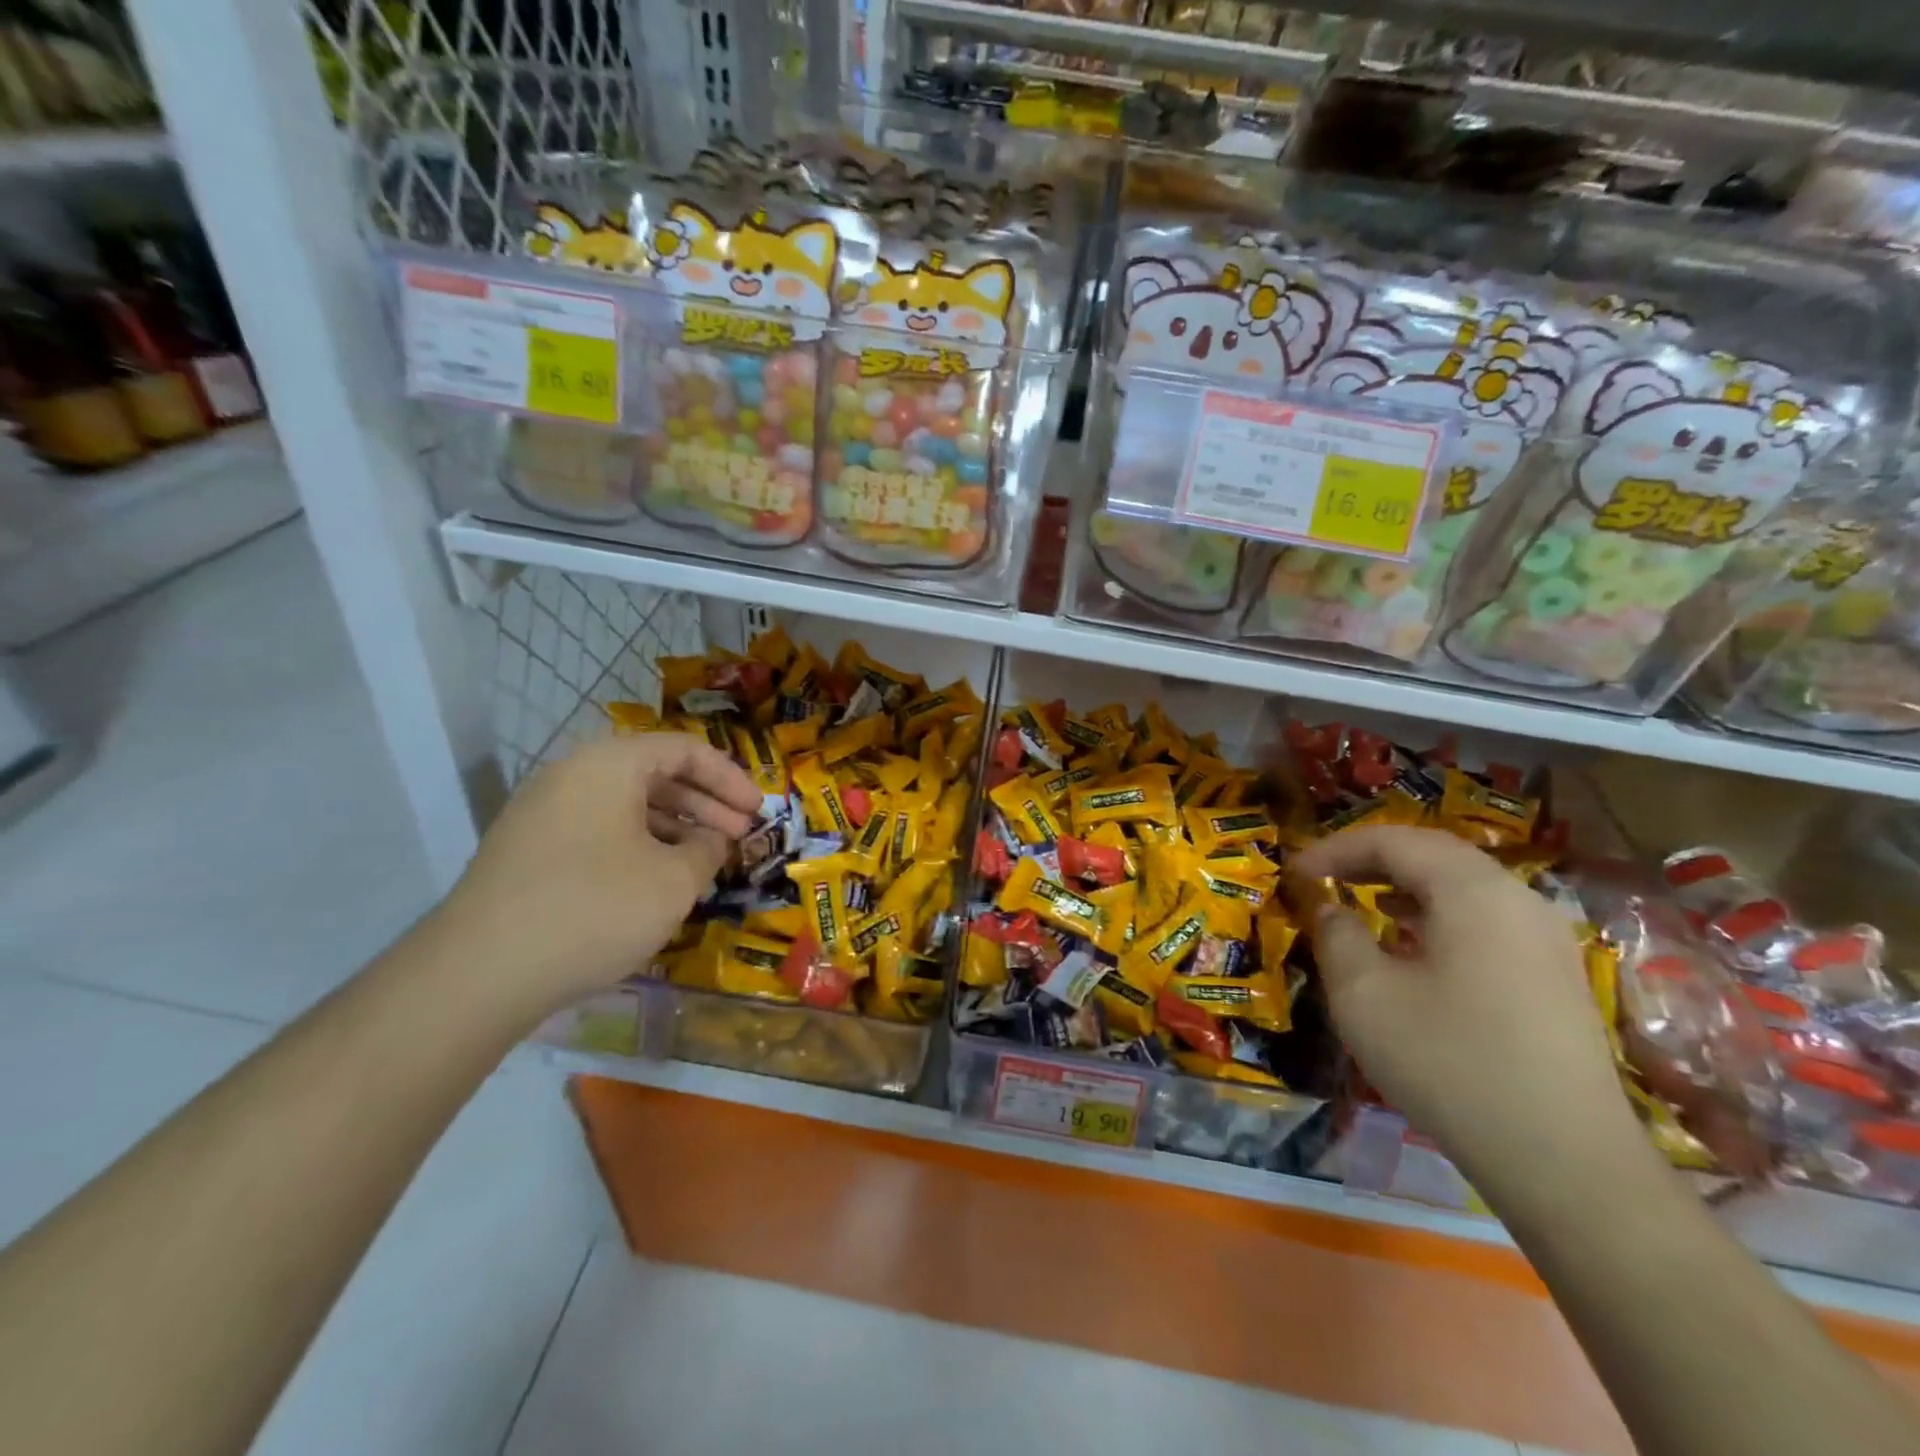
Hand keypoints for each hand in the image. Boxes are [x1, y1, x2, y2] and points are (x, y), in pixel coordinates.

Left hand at [427, 734, 760, 1014]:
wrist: (480, 972)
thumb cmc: (595, 908)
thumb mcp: (674, 880)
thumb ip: (708, 849)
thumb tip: (712, 840)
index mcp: (609, 765)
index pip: (684, 750)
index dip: (730, 778)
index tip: (758, 811)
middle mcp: (572, 776)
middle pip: (654, 774)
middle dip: (705, 803)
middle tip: (739, 835)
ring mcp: (543, 814)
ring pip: (626, 805)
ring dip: (674, 826)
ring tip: (704, 859)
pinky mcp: (529, 851)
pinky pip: (599, 831)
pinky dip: (638, 845)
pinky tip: (657, 879)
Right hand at [1292, 826, 1654, 1206]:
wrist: (1566, 1162)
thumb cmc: (1450, 1063)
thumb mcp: (1364, 995)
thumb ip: (1336, 934)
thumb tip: (1330, 907)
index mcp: (1473, 892)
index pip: (1394, 840)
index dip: (1335, 849)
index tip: (1294, 873)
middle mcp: (1517, 900)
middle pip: (1434, 854)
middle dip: (1370, 859)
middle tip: (1323, 879)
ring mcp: (1545, 939)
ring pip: (1462, 886)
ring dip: (1403, 885)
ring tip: (1359, 904)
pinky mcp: (1554, 976)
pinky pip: (1484, 919)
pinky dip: (1436, 915)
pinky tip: (1411, 947)